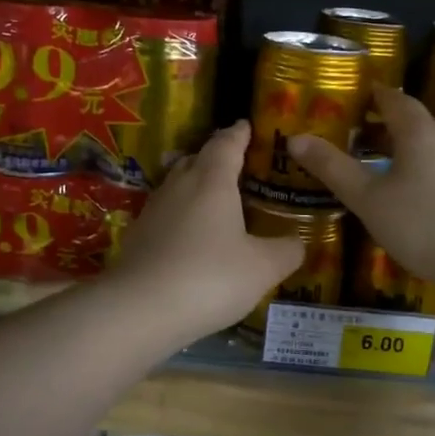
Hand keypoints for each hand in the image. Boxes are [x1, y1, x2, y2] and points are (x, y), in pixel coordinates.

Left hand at [108, 121, 306, 342]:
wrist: (138, 309)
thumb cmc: (209, 278)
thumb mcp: (262, 268)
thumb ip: (286, 251)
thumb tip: (298, 242)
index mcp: (212, 181)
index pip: (226, 144)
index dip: (239, 134)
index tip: (246, 126)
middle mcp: (179, 186)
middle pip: (197, 159)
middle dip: (216, 157)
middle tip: (236, 164)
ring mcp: (153, 210)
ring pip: (177, 185)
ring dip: (196, 186)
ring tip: (215, 200)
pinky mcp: (137, 236)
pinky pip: (165, 214)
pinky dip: (182, 216)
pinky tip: (191, 237)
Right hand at [287, 87, 434, 294]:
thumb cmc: (418, 226)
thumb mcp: (366, 198)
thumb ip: (332, 167)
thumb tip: (295, 138)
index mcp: (418, 133)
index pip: (395, 100)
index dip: (375, 96)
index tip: (358, 97)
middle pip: (417, 122)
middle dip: (390, 125)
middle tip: (363, 137)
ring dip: (416, 148)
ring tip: (395, 164)